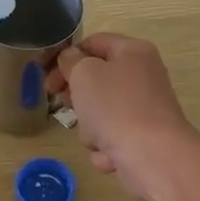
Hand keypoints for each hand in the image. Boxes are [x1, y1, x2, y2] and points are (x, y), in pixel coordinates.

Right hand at [51, 33, 199, 200]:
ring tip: (97, 136)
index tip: (46, 76)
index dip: (66, 57)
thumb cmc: (115, 107)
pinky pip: (112, 139)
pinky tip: (111, 155)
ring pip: (101, 114)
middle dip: (77, 97)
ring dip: (90, 128)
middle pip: (97, 81)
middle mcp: (143, 77)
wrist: (153, 157)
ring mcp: (144, 110)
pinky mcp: (143, 140)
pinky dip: (107, 148)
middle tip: (64, 105)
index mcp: (133, 52)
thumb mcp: (84, 74)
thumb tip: (71, 59)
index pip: (93, 43)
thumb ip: (71, 61)